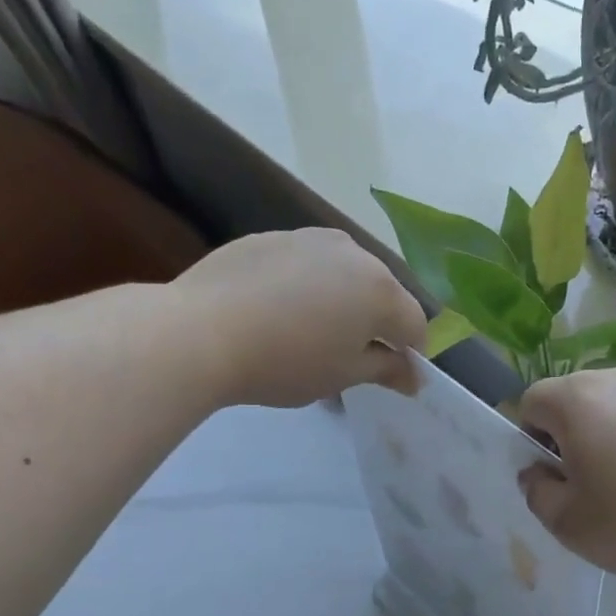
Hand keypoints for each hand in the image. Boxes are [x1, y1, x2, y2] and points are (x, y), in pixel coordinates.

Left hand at [173, 229, 426, 408]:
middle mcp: (354, 253)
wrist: (200, 331)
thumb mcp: (342, 375)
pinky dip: (305, 286)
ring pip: (343, 274)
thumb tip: (413, 377)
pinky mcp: (271, 237)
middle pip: (381, 293)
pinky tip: (277, 312)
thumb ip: (385, 370)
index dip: (410, 355)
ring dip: (342, 301)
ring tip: (311, 332)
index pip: (414, 325)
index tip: (391, 378)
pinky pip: (305, 264)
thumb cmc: (285, 362)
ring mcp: (310, 238)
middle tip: (351, 357)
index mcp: (381, 290)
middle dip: (376, 324)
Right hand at [516, 364, 615, 584]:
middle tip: (594, 488)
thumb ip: (537, 494)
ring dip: (615, 438)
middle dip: (573, 438)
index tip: (555, 478)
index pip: (531, 401)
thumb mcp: (571, 525)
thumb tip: (538, 473)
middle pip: (577, 400)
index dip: (530, 440)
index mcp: (578, 399)